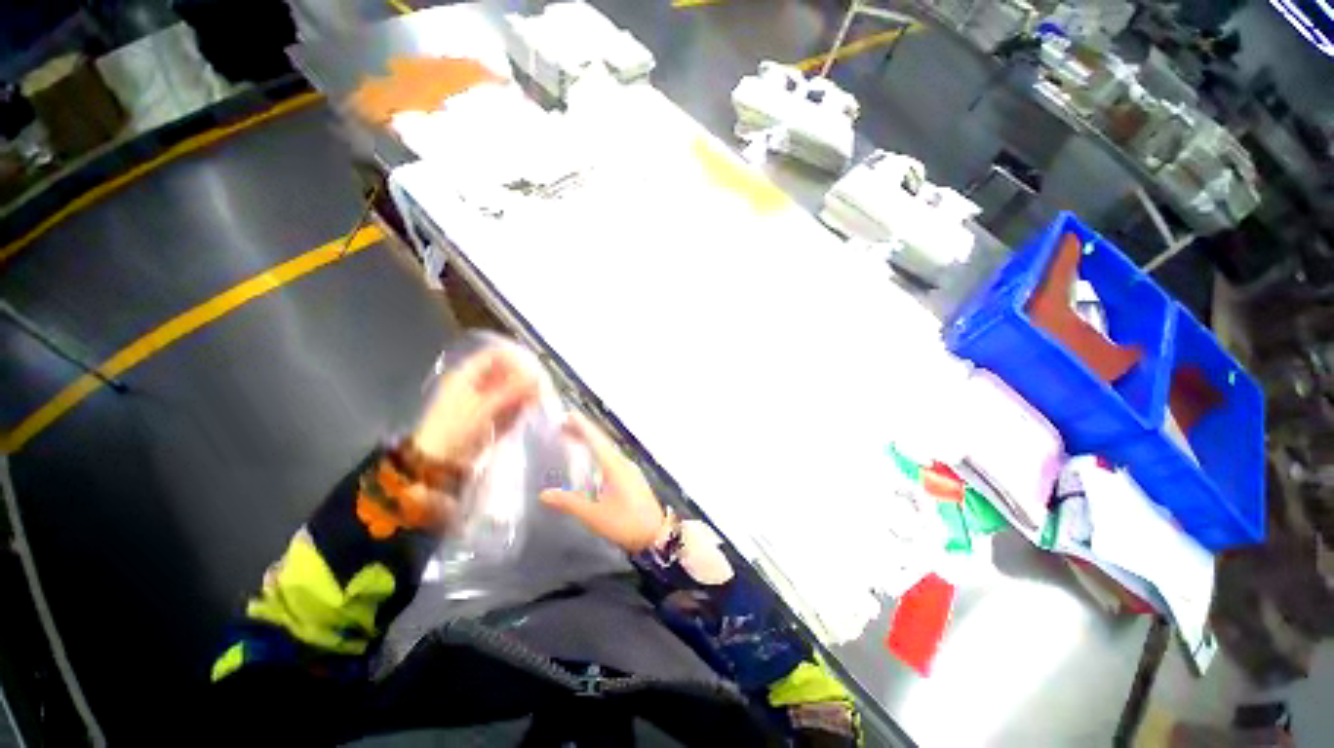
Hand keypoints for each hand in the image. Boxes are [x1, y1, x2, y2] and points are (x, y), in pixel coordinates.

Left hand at [410, 346, 538, 466]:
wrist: (439, 461)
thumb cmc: (456, 428)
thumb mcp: (485, 407)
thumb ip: (513, 390)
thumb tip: (538, 377)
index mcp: (467, 376)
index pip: (495, 356)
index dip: (514, 359)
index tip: (533, 369)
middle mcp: (476, 384)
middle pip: (505, 373)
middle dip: (523, 379)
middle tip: (540, 389)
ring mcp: (483, 401)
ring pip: (510, 390)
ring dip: (524, 395)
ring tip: (537, 402)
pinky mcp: (489, 417)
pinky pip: (510, 406)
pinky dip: (519, 408)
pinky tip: (528, 412)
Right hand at [540, 413, 666, 551]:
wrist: (656, 534)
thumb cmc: (625, 523)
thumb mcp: (594, 516)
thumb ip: (569, 503)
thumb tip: (543, 494)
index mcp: (614, 466)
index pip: (596, 440)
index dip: (582, 426)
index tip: (569, 414)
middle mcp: (623, 463)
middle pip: (601, 441)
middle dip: (584, 430)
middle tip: (564, 423)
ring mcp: (629, 469)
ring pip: (607, 448)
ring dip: (592, 440)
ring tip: (574, 436)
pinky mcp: (632, 477)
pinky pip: (612, 456)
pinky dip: (599, 451)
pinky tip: (593, 458)